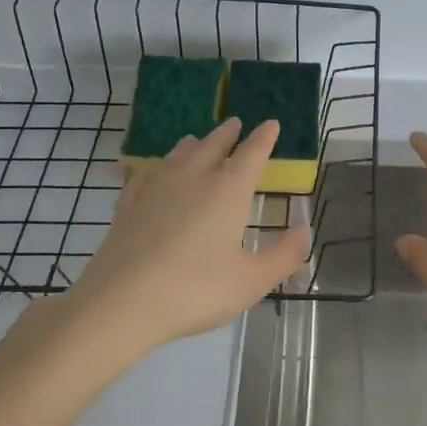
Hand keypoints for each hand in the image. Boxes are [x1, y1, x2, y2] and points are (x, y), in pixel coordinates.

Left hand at [59, 117, 311, 352]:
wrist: (121, 302)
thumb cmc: (196, 290)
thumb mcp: (252, 281)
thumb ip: (283, 255)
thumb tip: (305, 230)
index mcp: (228, 191)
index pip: (251, 154)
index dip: (263, 138)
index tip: (271, 123)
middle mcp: (193, 178)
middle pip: (213, 146)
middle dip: (227, 134)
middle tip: (234, 123)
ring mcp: (156, 188)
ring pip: (178, 155)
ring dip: (193, 144)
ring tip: (196, 140)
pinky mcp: (128, 205)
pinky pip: (146, 174)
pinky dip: (157, 167)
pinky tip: (152, 172)